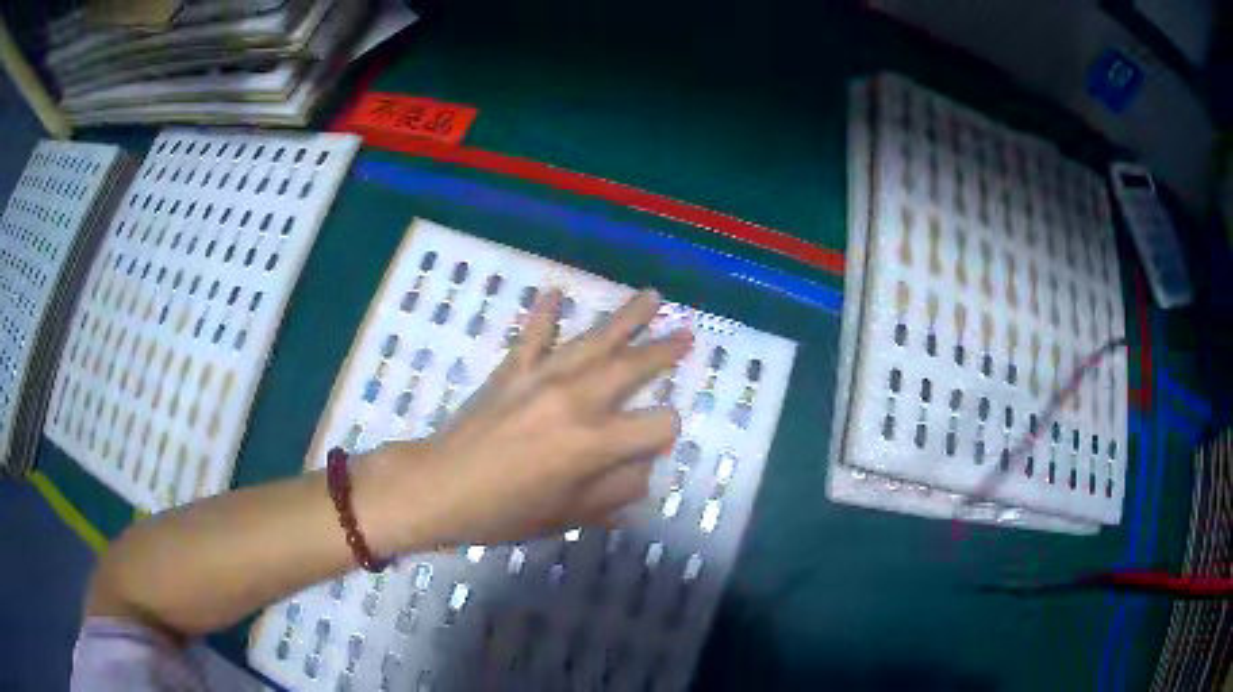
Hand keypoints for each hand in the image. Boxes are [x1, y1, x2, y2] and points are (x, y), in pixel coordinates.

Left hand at [360, 288, 691, 552]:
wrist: (438, 488)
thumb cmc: (504, 512)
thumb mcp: (568, 515)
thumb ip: (615, 491)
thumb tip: (641, 468)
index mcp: (594, 444)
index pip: (657, 425)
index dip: (665, 433)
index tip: (655, 443)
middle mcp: (575, 401)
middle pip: (632, 368)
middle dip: (664, 351)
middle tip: (687, 332)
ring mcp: (541, 379)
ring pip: (592, 341)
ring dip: (625, 318)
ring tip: (651, 296)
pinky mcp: (511, 371)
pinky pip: (533, 336)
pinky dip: (544, 313)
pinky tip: (554, 292)